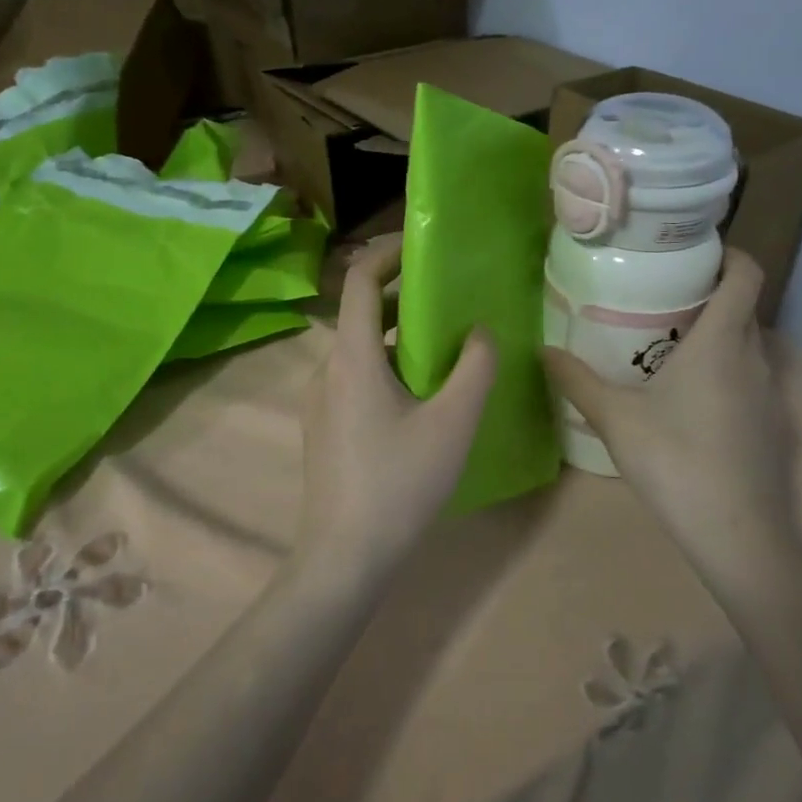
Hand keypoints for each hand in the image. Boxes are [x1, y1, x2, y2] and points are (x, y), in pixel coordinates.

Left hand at [296, 236, 496, 579]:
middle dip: (405, 297)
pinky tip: (422, 398)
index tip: (423, 244)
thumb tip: (481, 332)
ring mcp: (321, 403)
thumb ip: (475, 368)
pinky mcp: (325, 430)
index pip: (360, 281)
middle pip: (363, 316)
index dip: (388, 253)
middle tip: (453, 297)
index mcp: (352, 358)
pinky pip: (357, 381)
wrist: (345, 556)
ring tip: (448, 347)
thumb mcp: (453, 423)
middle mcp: (327, 371)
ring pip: (363, 352)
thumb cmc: (401, 484)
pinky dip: (390, 370)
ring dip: (401, 338)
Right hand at [542, 250, 801, 585]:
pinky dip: (724, 374)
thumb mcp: (616, 419)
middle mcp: (754, 359)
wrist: (737, 534)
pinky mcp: (771, 427)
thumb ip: (578, 381)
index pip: (746, 274)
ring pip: (747, 347)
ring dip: (716, 338)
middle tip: (661, 302)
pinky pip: (749, 382)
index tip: (693, 255)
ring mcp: (769, 395)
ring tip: (667, 348)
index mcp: (722, 342)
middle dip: (709, 297)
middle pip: (744, 308)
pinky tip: (689, 403)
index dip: (729, 254)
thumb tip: (543, 350)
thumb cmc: (675, 461)